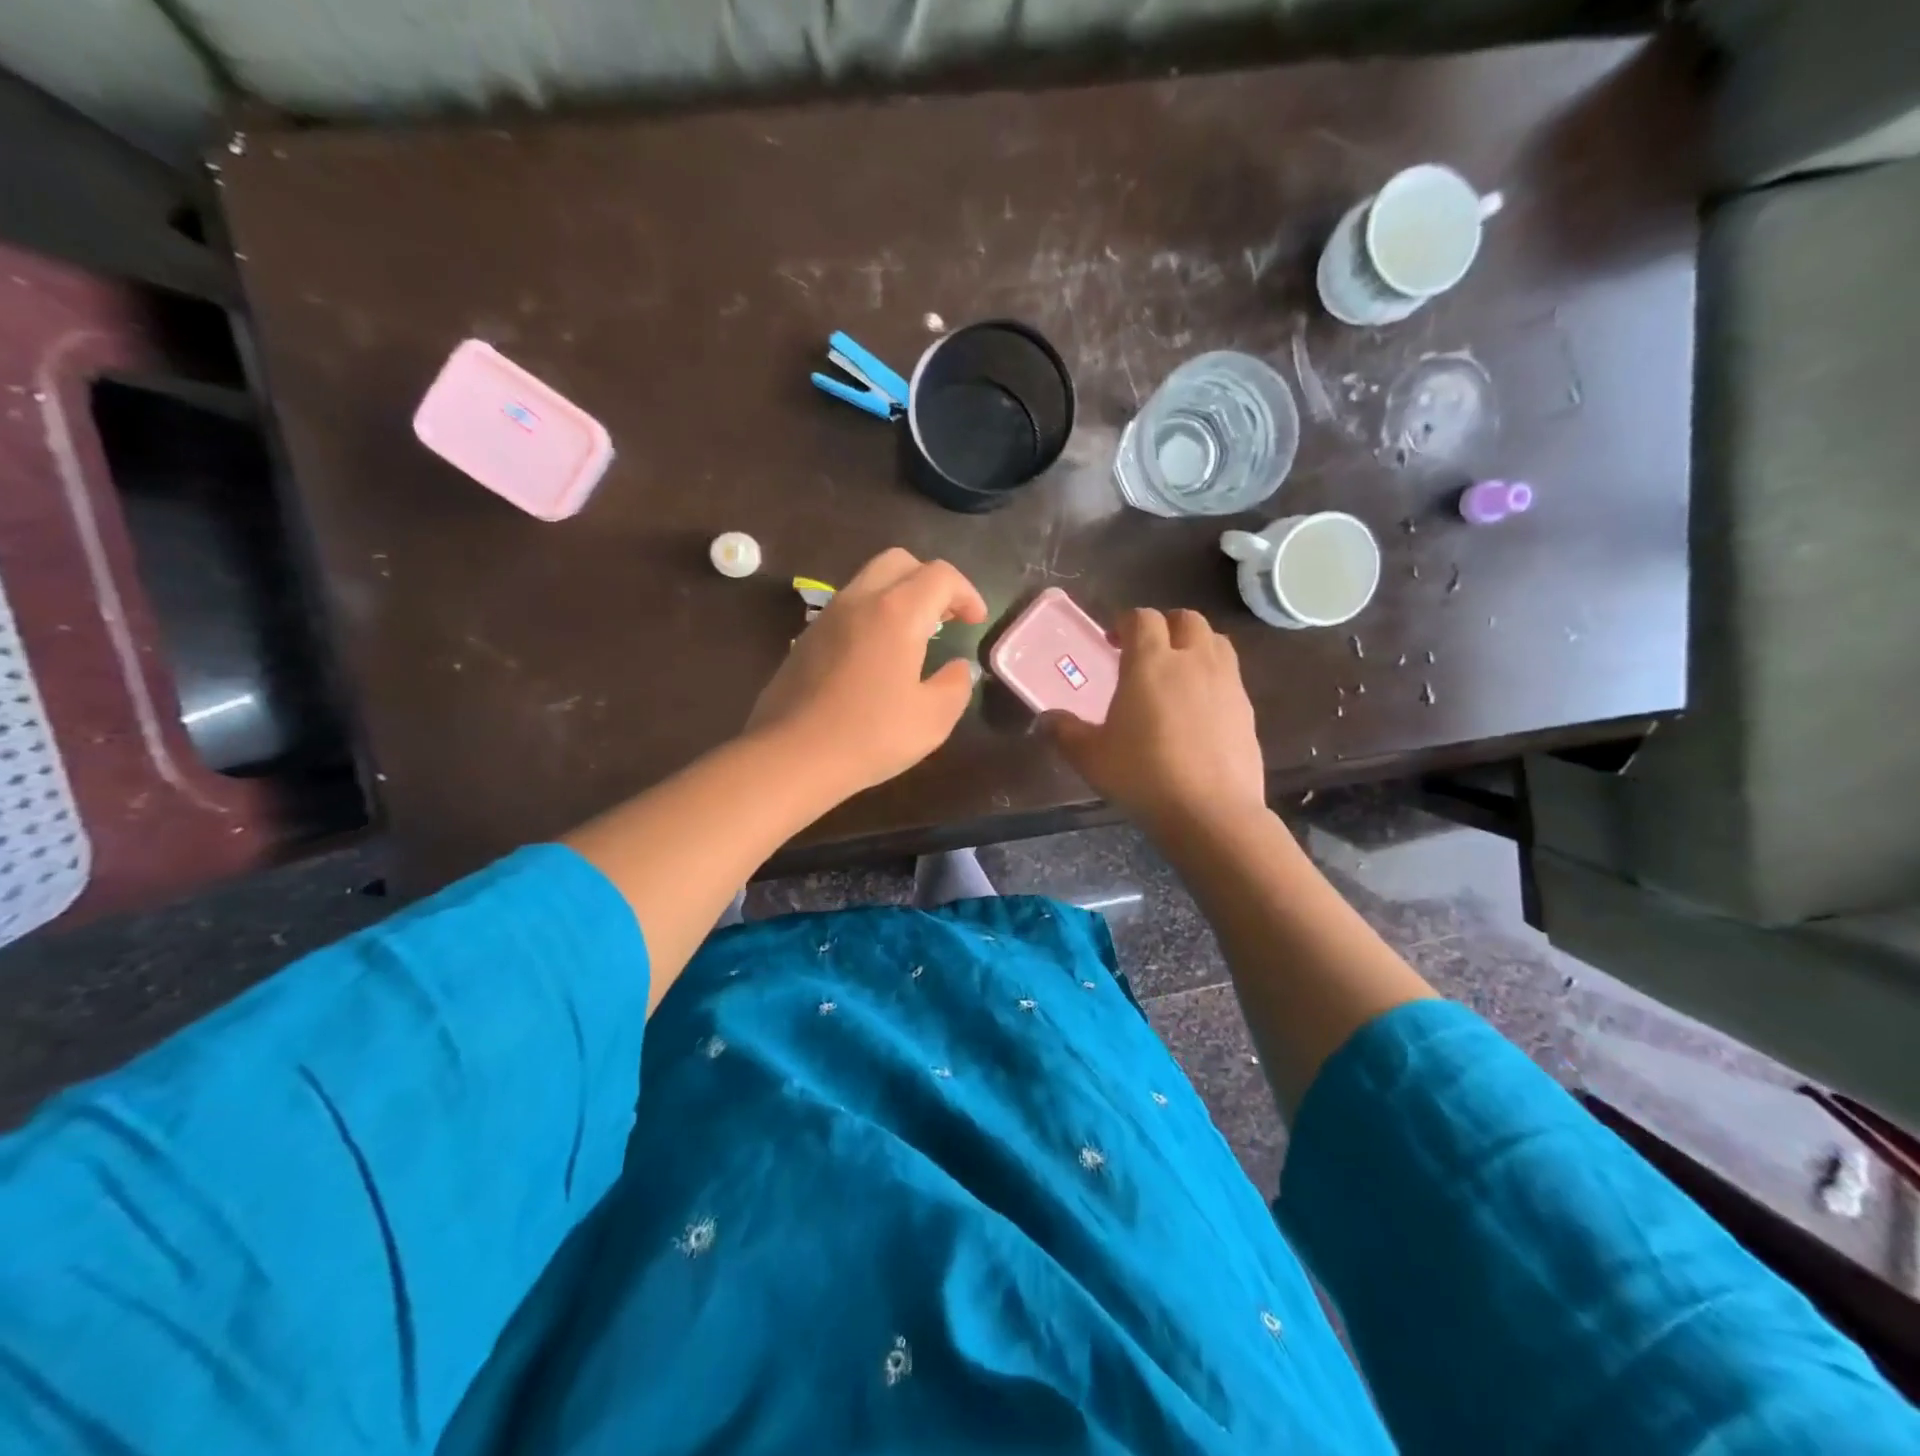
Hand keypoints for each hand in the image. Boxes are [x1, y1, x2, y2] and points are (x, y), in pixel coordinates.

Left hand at [747, 548, 987, 797]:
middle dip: (931, 581)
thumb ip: (956, 685)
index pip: (940, 576)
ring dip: (900, 595)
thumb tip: (958, 668)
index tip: (976, 622)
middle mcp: (859, 600)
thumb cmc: (869, 736)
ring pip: (869, 580)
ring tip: (916, 635)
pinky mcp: (806, 638)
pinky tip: (878, 656)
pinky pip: (848, 607)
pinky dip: (873, 614)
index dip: (967, 593)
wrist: (790, 756)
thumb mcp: (932, 719)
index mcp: (896, 612)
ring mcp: (827, 617)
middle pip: (900, 562)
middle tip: (946, 617)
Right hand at [1045, 608, 1266, 832]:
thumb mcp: (1090, 757)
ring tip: (1177, 672)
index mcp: (1151, 662)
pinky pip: (1230, 676)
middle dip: (1165, 626)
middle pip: (1186, 619)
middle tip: (1147, 651)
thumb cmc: (1142, 776)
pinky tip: (1199, 708)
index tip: (1113, 640)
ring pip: (1216, 642)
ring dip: (1195, 645)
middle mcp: (1193, 661)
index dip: (1126, 622)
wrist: (1210, 812)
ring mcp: (1226, 683)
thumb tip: (1044, 720)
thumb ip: (1064, 732)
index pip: (1142, 619)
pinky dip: (1213, 677)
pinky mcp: (1247, 709)